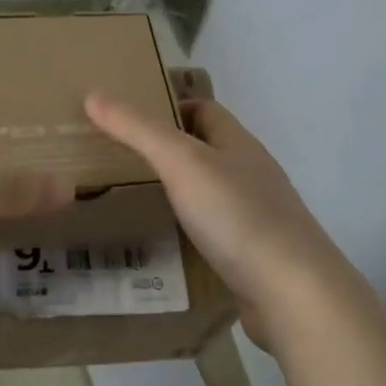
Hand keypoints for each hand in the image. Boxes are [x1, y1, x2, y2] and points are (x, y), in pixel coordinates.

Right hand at [84, 91, 346, 345]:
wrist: (291, 290)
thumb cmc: (236, 214)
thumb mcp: (181, 162)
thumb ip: (137, 130)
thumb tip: (94, 94)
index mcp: (238, 143)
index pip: (203, 109)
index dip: (167, 108)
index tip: (126, 121)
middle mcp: (249, 173)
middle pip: (204, 150)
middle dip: (164, 152)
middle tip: (115, 162)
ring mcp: (254, 215)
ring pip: (207, 192)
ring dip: (174, 193)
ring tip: (128, 201)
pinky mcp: (251, 253)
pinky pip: (212, 231)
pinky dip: (186, 231)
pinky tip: (161, 243)